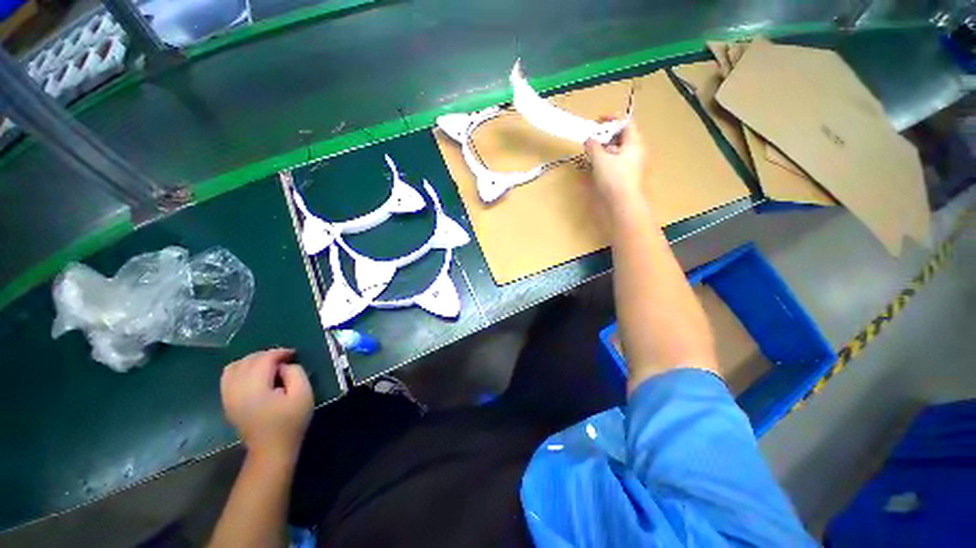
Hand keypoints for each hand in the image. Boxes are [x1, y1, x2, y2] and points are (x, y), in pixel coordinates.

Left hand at [220, 348, 313, 463]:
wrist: (271, 450)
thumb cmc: (291, 422)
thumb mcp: (303, 394)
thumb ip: (295, 373)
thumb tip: (283, 365)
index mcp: (255, 388)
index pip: (263, 359)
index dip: (279, 352)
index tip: (294, 354)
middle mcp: (236, 390)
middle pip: (248, 360)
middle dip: (267, 355)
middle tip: (284, 358)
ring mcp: (228, 396)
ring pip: (234, 366)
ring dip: (252, 360)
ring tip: (269, 364)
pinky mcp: (227, 402)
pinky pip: (228, 376)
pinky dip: (241, 369)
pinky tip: (254, 373)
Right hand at [584, 120, 647, 212]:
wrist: (622, 203)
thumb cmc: (614, 178)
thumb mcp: (600, 159)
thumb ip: (593, 147)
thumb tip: (589, 140)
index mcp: (634, 143)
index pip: (626, 123)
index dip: (612, 119)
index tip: (598, 120)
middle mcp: (635, 151)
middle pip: (621, 137)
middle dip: (606, 135)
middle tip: (592, 137)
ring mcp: (631, 164)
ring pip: (617, 150)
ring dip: (604, 148)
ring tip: (591, 151)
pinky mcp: (625, 175)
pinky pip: (616, 161)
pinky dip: (606, 159)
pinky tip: (595, 164)